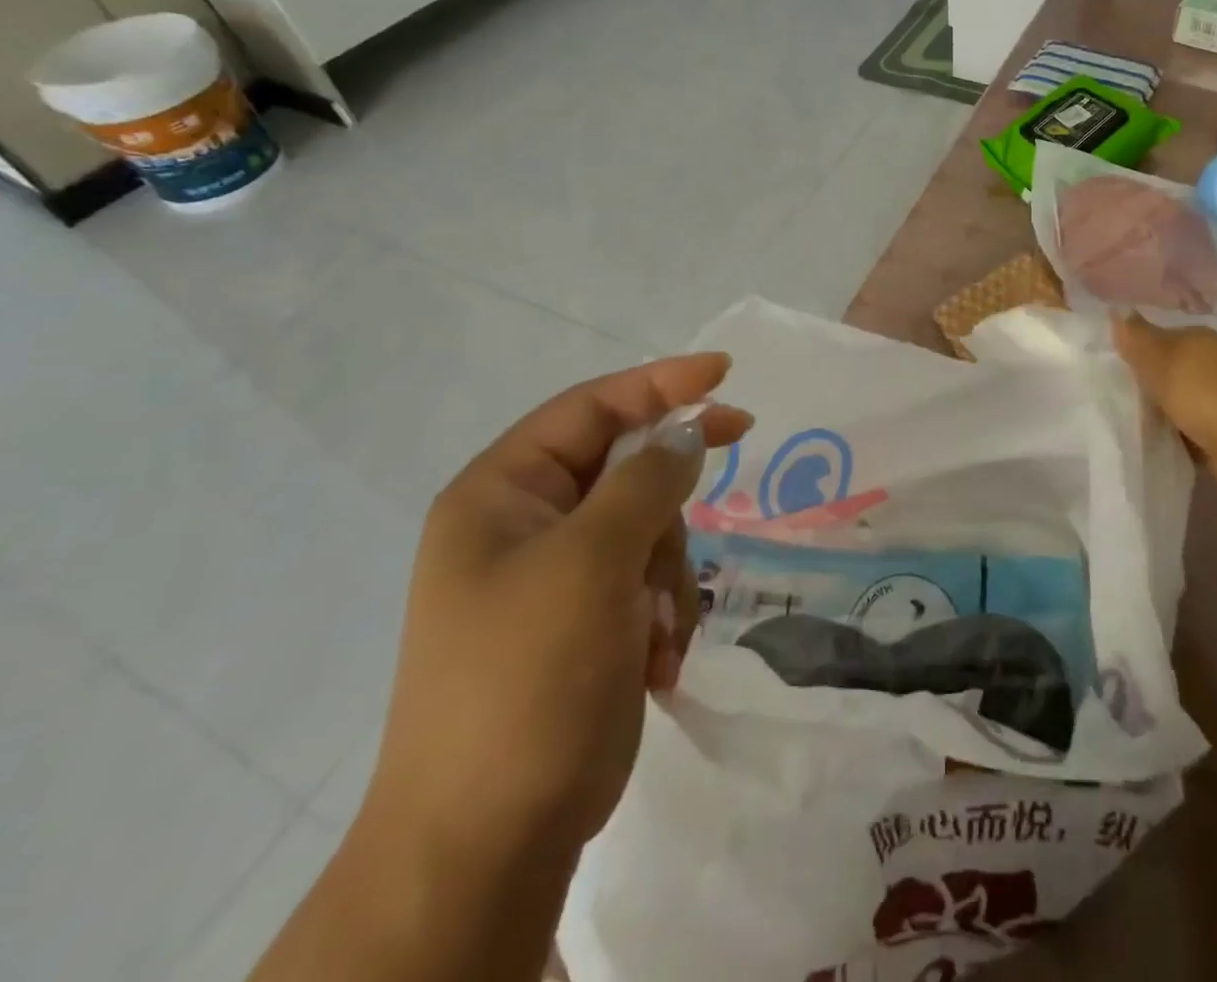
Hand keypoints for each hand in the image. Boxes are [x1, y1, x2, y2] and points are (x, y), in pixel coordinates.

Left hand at [364, 354, 751, 867]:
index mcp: (502, 494)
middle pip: (627, 469)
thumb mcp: (591, 563)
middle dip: (669, 501)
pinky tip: (656, 658)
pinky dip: (664, 611)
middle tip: (726, 475)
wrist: (489, 843)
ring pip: (649, 529)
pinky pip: (649, 581)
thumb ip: (647, 482)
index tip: (724, 373)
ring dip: (669, 570)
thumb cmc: (528, 679)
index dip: (659, 383)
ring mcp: (558, 577)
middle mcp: (526, 526)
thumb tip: (688, 432)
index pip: (590, 408)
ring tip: (659, 627)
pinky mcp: (588, 622)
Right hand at [1115, 315, 1216, 492]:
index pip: (1163, 336)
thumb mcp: (1160, 360)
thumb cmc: (1204, 394)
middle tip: (1117, 395)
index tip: (1113, 364)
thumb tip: (1116, 309)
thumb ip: (1137, 338)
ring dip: (1166, 410)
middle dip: (1152, 380)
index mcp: (1201, 340)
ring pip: (1185, 400)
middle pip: (1175, 368)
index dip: (1139, 348)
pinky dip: (1181, 436)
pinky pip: (1195, 430)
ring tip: (1133, 422)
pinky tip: (1160, 443)